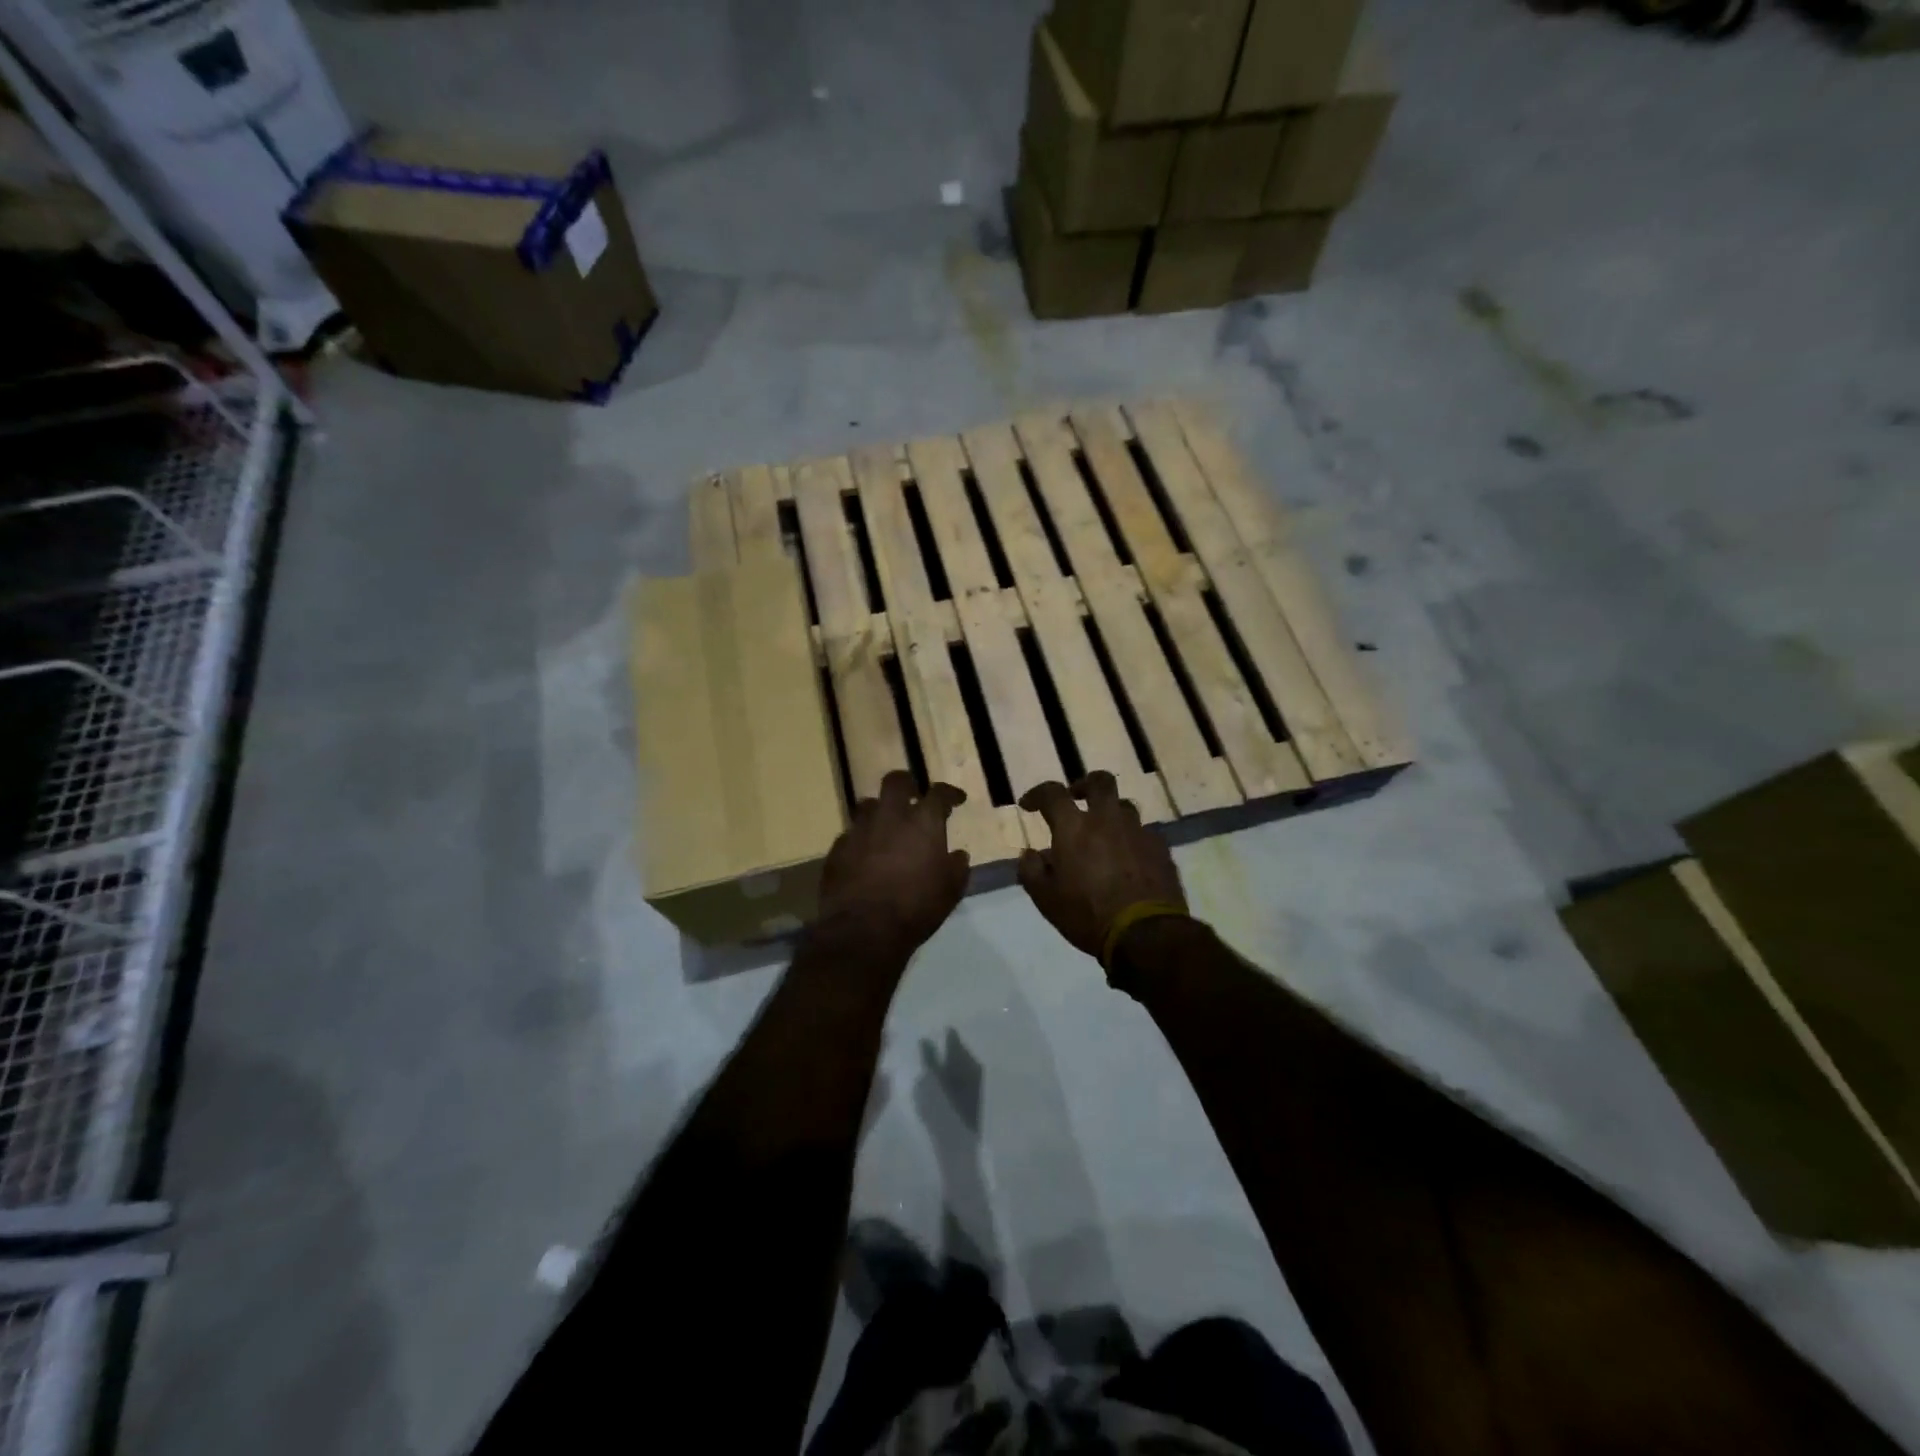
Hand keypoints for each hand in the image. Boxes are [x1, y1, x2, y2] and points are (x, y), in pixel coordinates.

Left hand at [816, 771, 970, 962]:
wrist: (863, 930)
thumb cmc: (916, 908)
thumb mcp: (950, 891)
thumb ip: (957, 867)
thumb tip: (958, 855)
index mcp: (922, 822)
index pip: (938, 793)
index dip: (949, 793)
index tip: (956, 799)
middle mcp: (889, 816)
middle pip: (895, 781)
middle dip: (906, 784)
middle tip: (913, 795)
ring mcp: (859, 830)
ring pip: (867, 804)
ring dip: (879, 811)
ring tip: (886, 826)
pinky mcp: (837, 849)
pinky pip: (850, 834)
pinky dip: (861, 839)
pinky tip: (864, 855)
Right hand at [1017, 772, 1186, 962]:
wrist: (1146, 934)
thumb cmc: (1087, 915)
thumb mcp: (1046, 900)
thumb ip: (1031, 871)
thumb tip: (1028, 854)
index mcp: (1074, 828)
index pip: (1052, 794)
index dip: (1038, 794)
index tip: (1029, 804)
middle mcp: (1107, 820)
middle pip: (1100, 782)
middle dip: (1084, 784)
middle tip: (1076, 798)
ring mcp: (1138, 831)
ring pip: (1124, 806)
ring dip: (1110, 813)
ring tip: (1104, 834)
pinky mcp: (1160, 848)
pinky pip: (1143, 832)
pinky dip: (1131, 839)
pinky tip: (1128, 858)